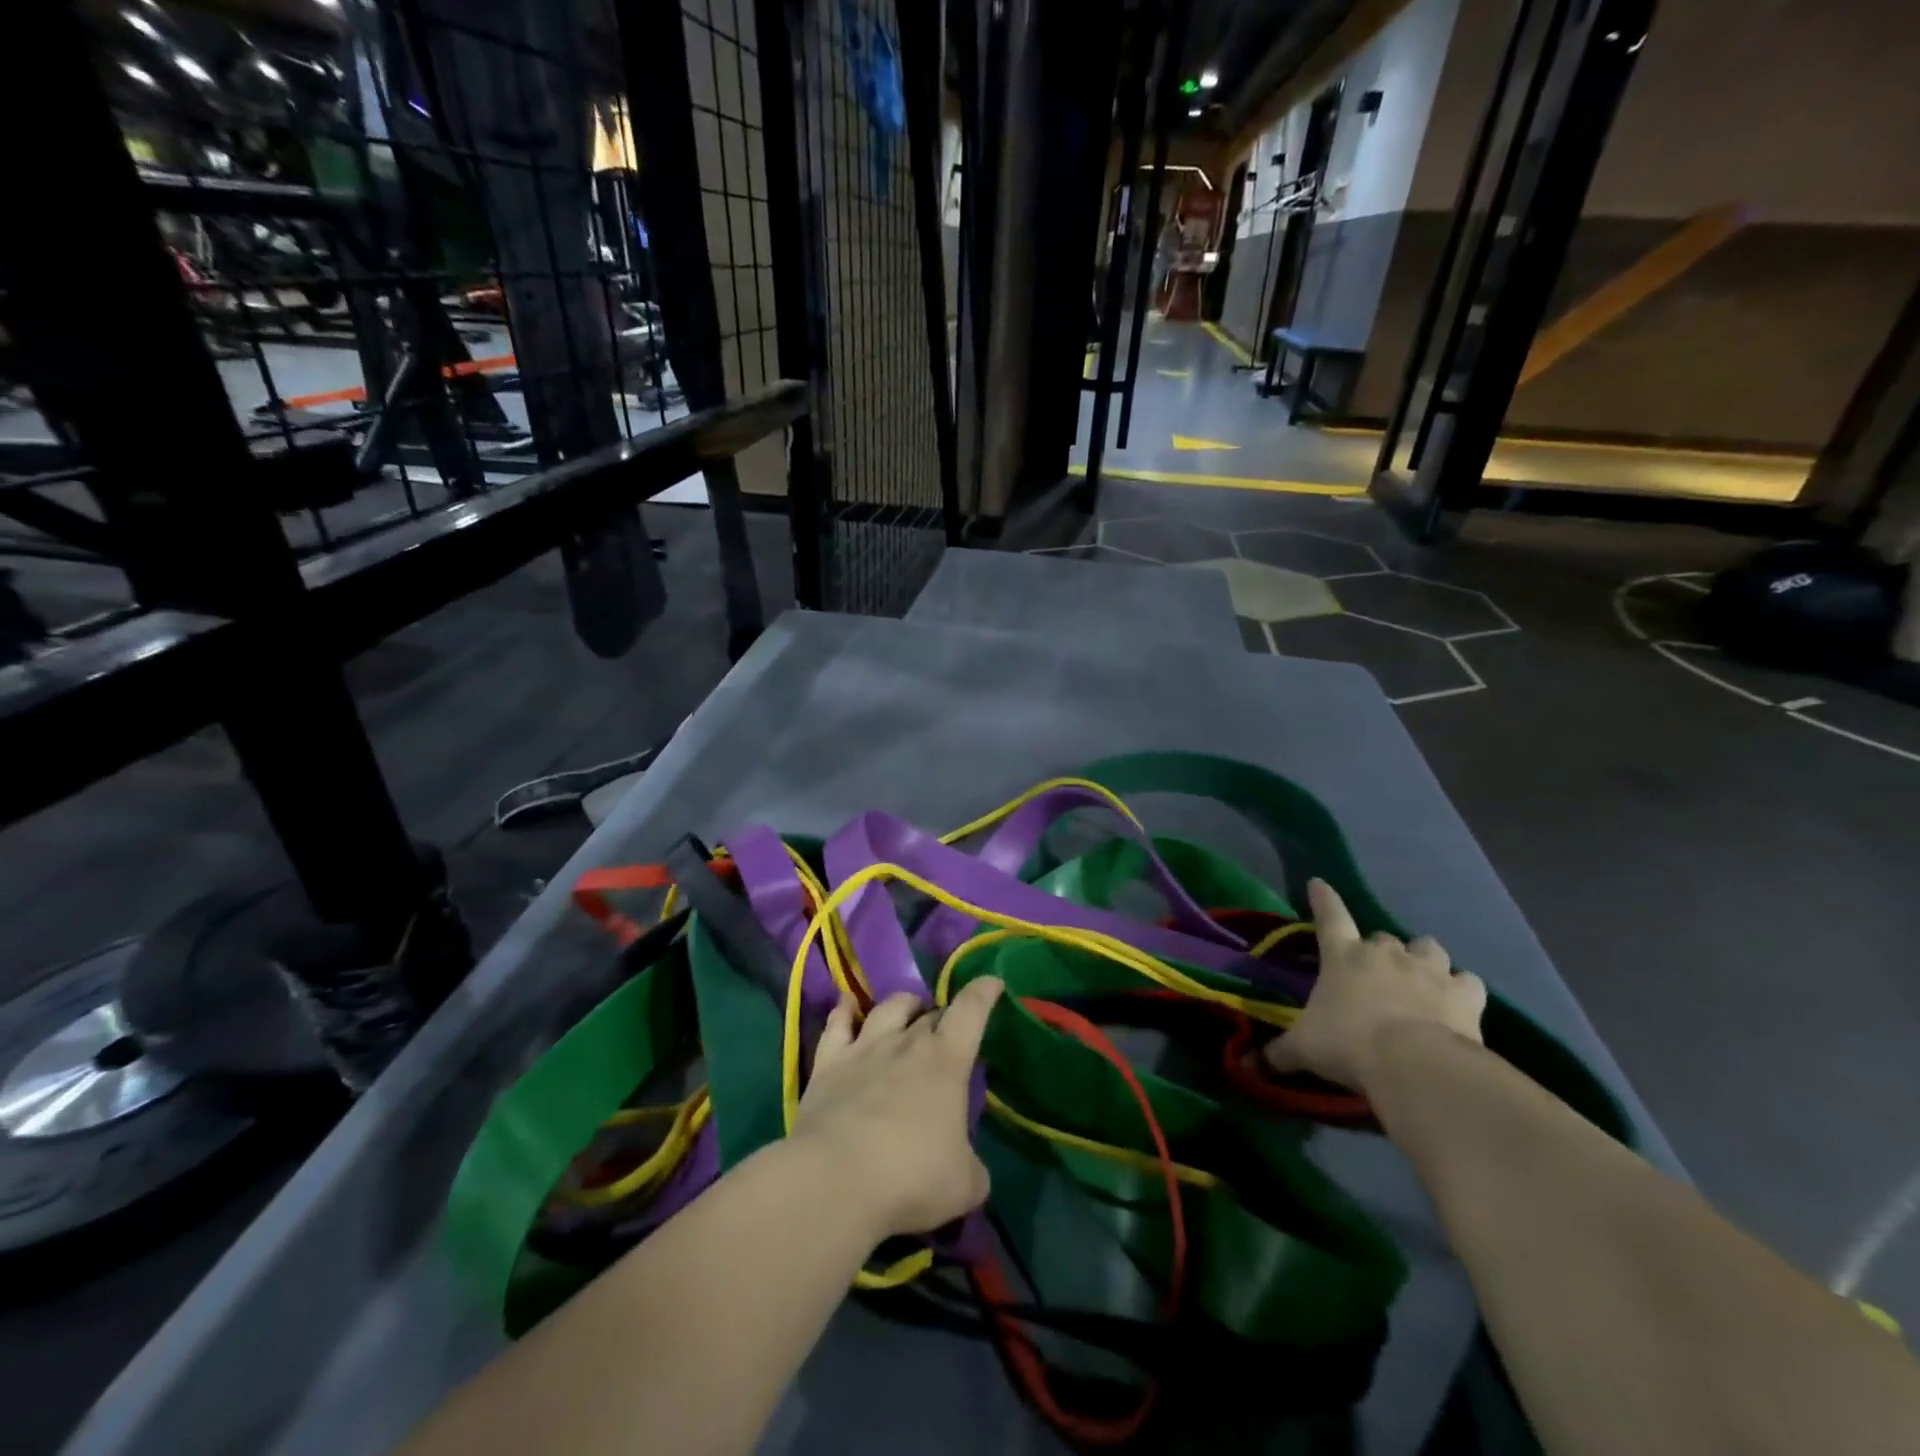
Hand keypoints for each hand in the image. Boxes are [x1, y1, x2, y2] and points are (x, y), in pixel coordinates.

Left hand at [791, 977, 1004, 1241]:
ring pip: (888, 1007)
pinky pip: (837, 1024)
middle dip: (943, 1016)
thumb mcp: (964, 1185)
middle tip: (947, 1032)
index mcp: (946, 1061)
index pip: (971, 1010)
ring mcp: (864, 1048)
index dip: (983, 993)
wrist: (834, 1179)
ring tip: (907, 1011)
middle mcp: (907, 1042)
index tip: (992, 982)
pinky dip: (845, 1011)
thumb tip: (969, 1169)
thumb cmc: (910, 1178)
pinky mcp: (828, 1063)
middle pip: (930, 1012)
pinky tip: (846, 1006)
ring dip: (903, 1005)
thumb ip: (973, 1169)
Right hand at [1265, 880, 1485, 1093]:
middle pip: (1382, 937)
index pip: (1329, 916)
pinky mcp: (1465, 994)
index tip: (1318, 883)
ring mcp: (1429, 970)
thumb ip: (1278, 1052)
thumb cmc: (1348, 1044)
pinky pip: (1467, 981)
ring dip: (1423, 958)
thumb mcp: (1304, 1049)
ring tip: (1420, 977)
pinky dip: (1462, 988)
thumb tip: (1248, 1064)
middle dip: (1378, 951)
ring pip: (1428, 947)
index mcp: (1343, 955)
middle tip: (1374, 974)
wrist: (1415, 1065)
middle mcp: (1385, 953)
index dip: (1323, 899)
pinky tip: (1458, 1001)